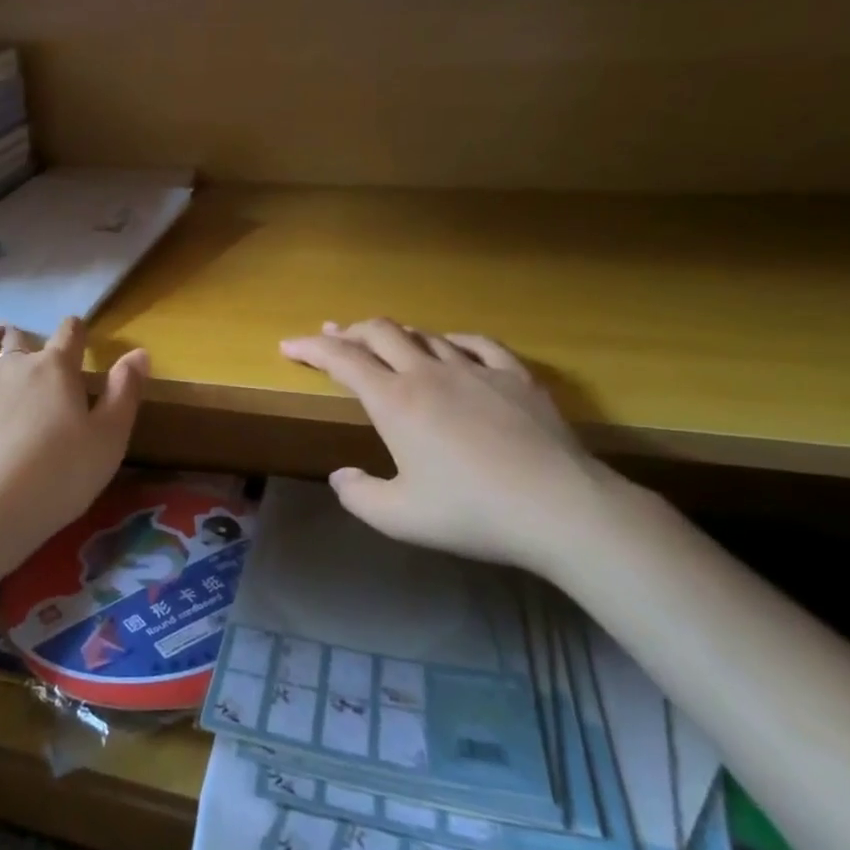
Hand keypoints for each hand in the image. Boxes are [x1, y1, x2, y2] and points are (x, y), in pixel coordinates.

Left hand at [0, 319, 148, 584]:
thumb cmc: (60, 475)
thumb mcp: (109, 438)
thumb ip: (125, 392)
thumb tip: (138, 352)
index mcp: (56, 370)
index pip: (69, 336)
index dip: (75, 330)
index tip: (78, 328)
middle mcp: (13, 368)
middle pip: (21, 343)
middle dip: (27, 338)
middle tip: (26, 336)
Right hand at [279, 319, 616, 571]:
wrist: (561, 508)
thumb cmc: (471, 513)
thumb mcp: (399, 517)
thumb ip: (358, 496)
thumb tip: (341, 476)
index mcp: (394, 401)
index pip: (342, 359)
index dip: (310, 347)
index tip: (289, 345)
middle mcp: (429, 373)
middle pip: (381, 332)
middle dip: (350, 331)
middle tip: (333, 337)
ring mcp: (476, 369)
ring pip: (425, 336)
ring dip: (396, 335)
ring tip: (385, 343)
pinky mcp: (515, 377)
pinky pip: (477, 344)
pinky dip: (451, 341)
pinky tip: (451, 347)